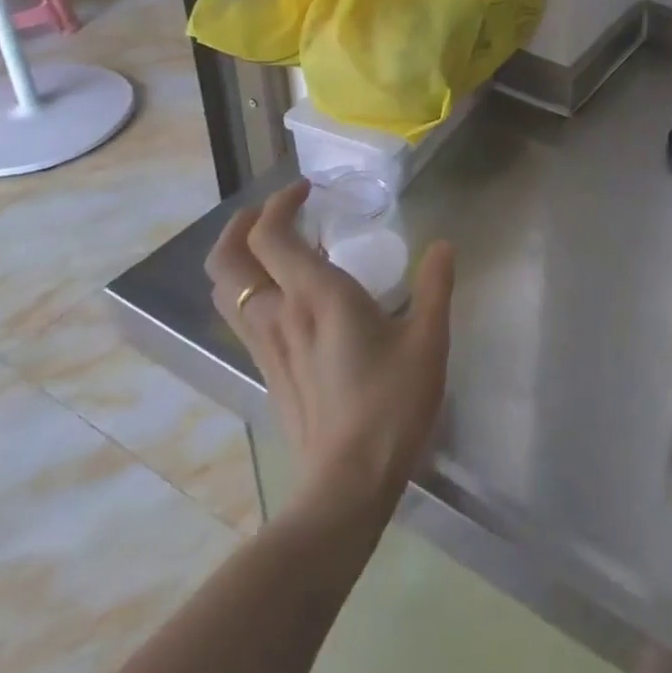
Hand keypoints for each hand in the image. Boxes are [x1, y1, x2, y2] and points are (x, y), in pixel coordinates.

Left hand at [205, 181, 455, 505]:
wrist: (348, 481)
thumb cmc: (391, 403)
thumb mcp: (428, 340)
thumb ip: (435, 286)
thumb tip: (443, 246)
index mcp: (316, 296)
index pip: (272, 235)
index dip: (280, 203)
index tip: (308, 191)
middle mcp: (279, 314)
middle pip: (228, 260)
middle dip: (241, 225)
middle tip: (275, 211)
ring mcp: (266, 346)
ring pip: (228, 291)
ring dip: (241, 257)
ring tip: (276, 247)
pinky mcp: (268, 371)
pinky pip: (244, 317)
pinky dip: (253, 289)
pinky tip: (289, 296)